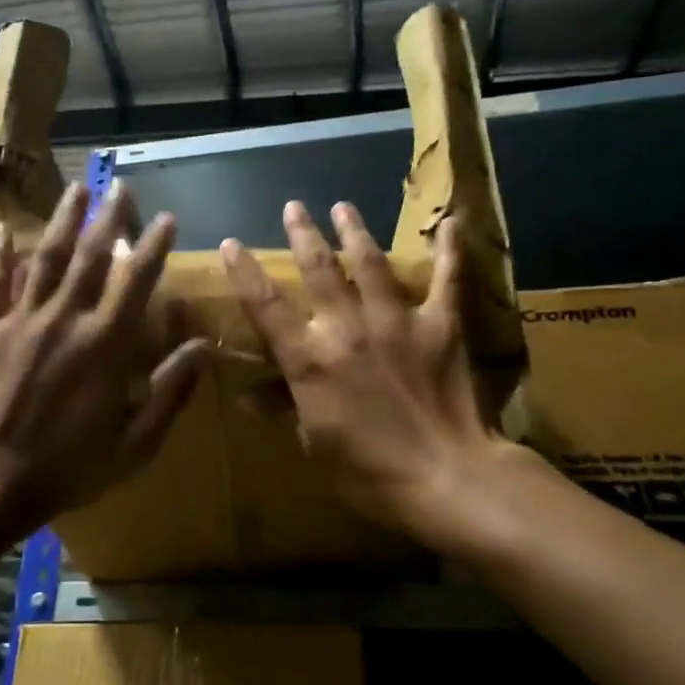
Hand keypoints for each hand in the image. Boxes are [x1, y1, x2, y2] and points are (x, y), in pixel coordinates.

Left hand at [0, 181, 206, 524]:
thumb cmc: (71, 466)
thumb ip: (170, 390)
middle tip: (121, 186)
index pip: (136, 279)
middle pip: (91, 256)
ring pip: (46, 258)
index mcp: (106, 343)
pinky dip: (1, 256)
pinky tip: (5, 231)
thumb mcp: (136, 441)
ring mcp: (23, 320)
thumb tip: (204, 347)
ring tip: (76, 189)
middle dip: (110, 217)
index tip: (166, 217)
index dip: (154, 245)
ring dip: (63, 221)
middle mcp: (66, 318)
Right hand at [221, 201, 526, 541]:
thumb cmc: (368, 471)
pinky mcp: (440, 325)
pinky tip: (452, 222)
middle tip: (294, 206)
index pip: (266, 306)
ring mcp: (396, 322)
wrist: (444, 478)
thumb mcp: (314, 443)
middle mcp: (347, 328)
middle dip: (304, 234)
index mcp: (310, 359)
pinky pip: (446, 280)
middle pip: (319, 270)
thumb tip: (248, 396)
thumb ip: (285, 407)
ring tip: (344, 206)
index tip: (232, 243)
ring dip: (355, 231)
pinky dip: (449, 251)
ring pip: (371, 263)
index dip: (244, 272)